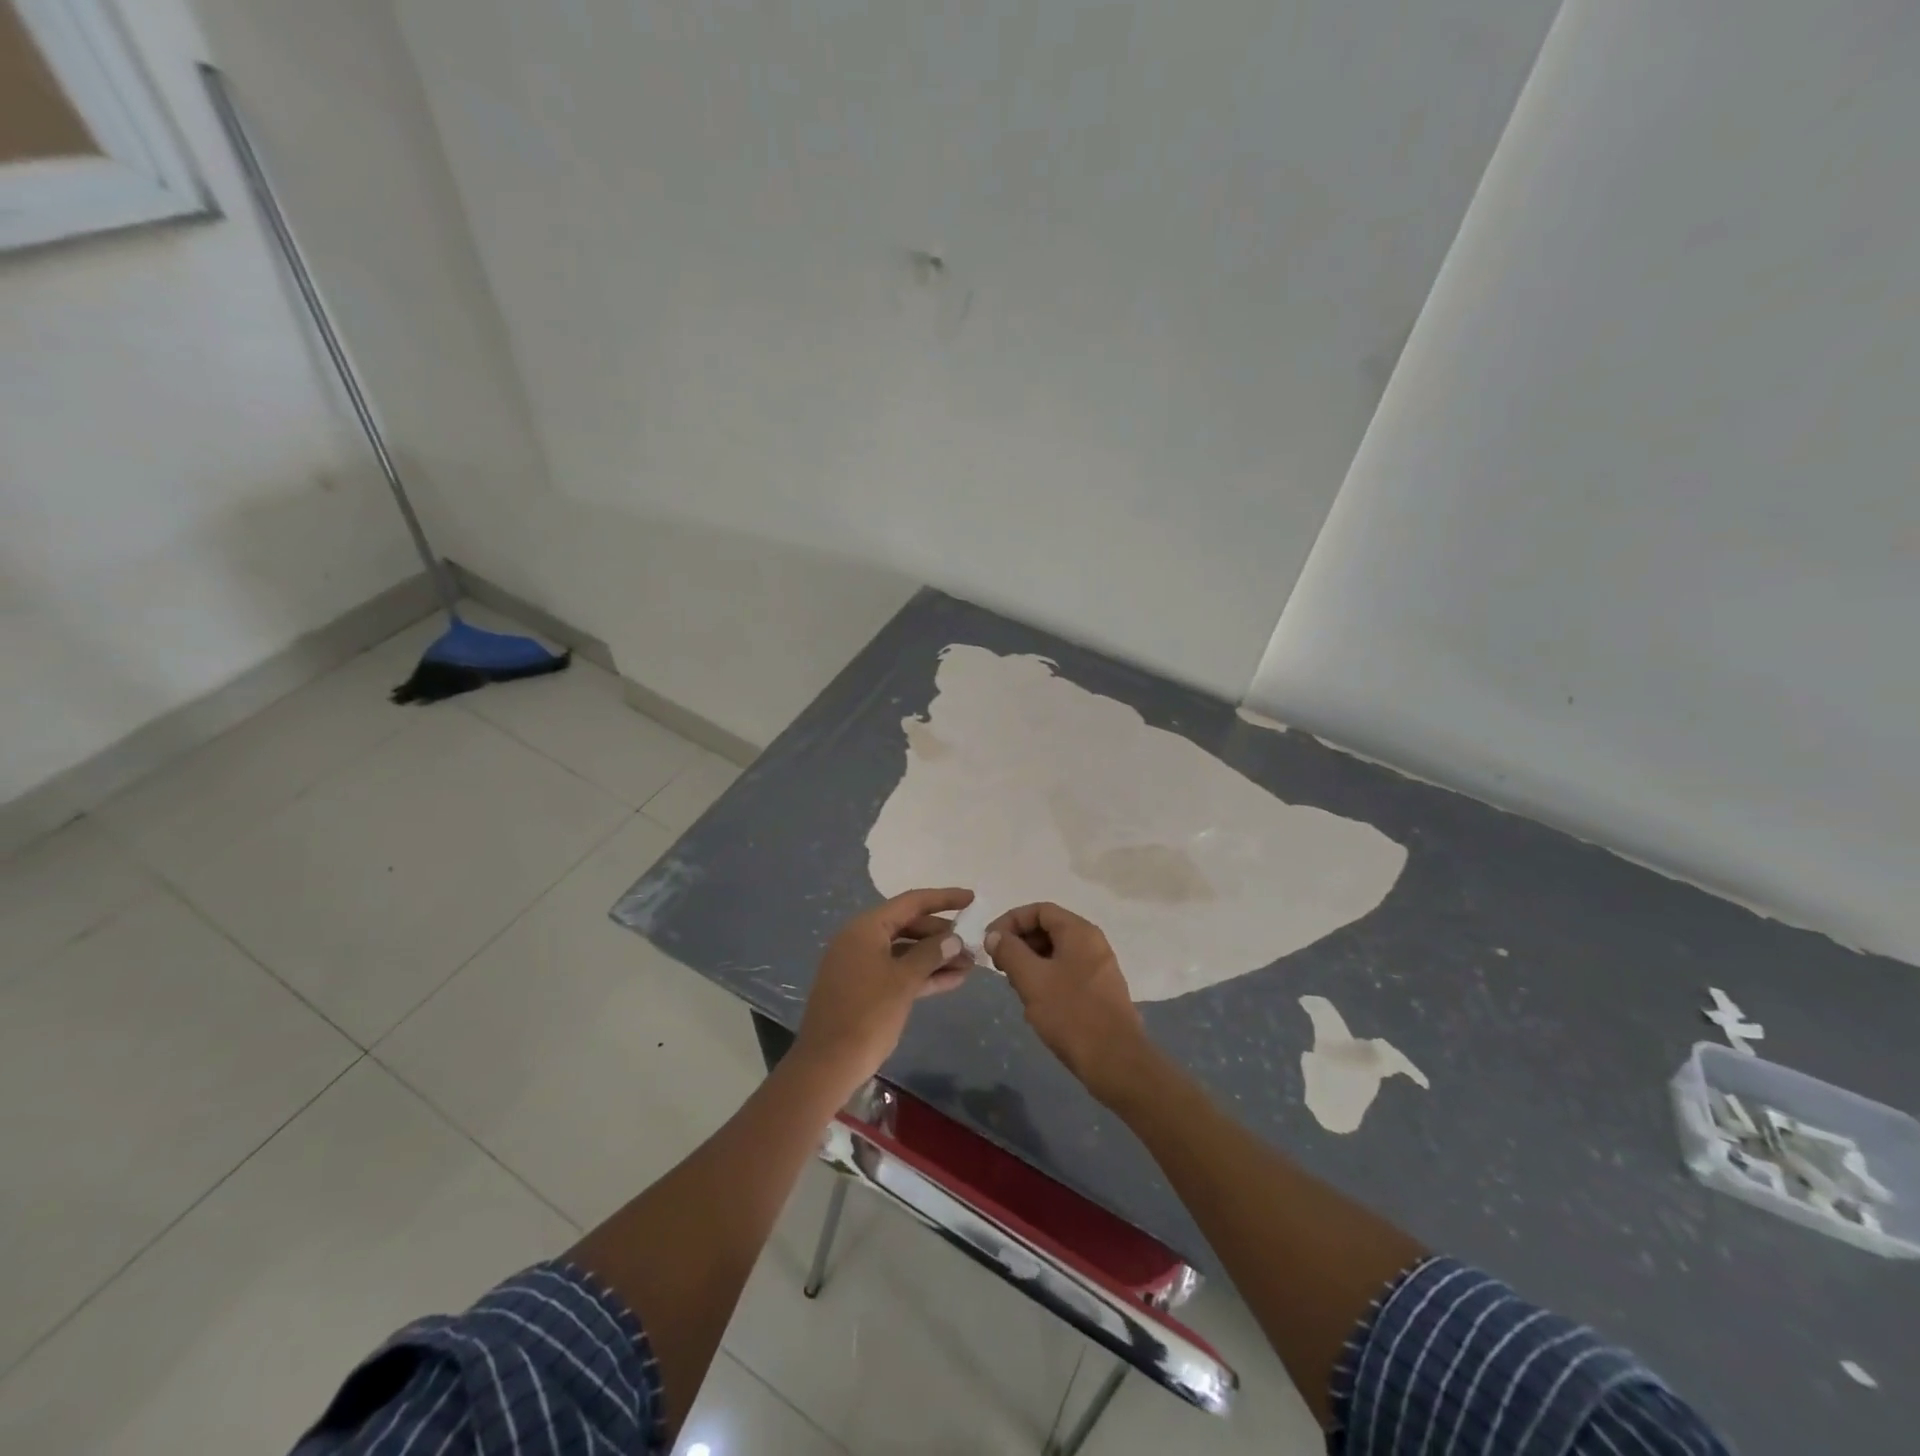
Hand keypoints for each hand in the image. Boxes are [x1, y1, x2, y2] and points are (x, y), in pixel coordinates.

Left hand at [796, 887, 975, 1089]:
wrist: (827, 1065)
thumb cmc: (867, 1015)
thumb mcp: (903, 981)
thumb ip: (931, 954)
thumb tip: (954, 938)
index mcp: (866, 928)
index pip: (911, 902)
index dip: (944, 898)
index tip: (972, 899)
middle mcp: (861, 940)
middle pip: (909, 926)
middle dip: (942, 935)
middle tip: (973, 945)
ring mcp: (861, 965)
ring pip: (905, 951)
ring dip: (936, 957)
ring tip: (970, 965)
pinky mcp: (864, 988)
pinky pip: (898, 971)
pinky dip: (922, 974)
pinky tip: (952, 980)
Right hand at [985, 902, 1152, 1106]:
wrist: (1116, 1062)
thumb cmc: (1071, 1014)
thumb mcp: (1032, 979)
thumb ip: (1009, 951)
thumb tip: (995, 935)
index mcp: (1079, 932)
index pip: (1039, 910)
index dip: (1010, 921)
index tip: (990, 943)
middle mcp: (1092, 943)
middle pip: (1048, 929)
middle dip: (1019, 944)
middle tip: (1000, 967)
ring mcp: (1099, 967)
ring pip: (1056, 953)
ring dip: (1030, 963)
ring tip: (1016, 987)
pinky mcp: (1099, 990)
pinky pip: (1066, 972)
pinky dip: (1046, 979)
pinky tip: (1035, 1004)